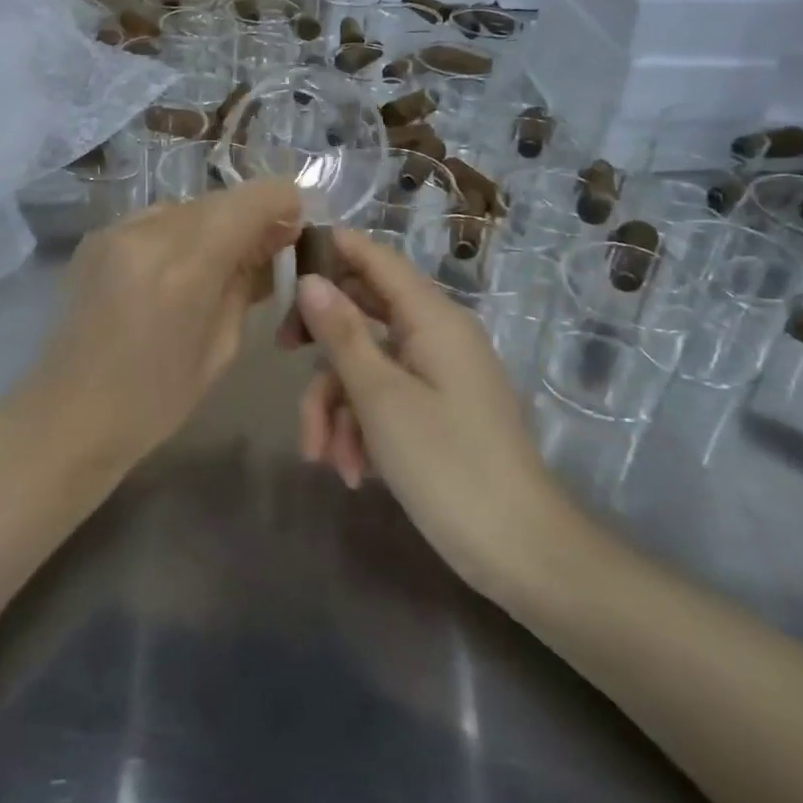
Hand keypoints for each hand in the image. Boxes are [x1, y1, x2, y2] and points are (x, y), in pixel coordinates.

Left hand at [39, 180, 301, 468]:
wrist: (67, 416)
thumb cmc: (154, 400)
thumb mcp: (221, 347)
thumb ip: (248, 284)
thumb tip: (271, 245)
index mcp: (186, 266)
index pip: (251, 199)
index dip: (283, 204)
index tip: (295, 229)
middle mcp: (149, 232)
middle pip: (220, 200)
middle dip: (250, 218)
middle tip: (265, 253)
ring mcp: (116, 230)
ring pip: (187, 207)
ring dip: (213, 226)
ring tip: (218, 266)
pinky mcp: (96, 237)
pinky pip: (156, 220)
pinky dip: (179, 235)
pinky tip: (176, 271)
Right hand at [284, 230, 591, 604]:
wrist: (521, 552)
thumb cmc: (447, 464)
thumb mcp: (380, 397)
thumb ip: (341, 333)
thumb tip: (310, 279)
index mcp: (431, 317)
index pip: (375, 258)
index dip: (331, 249)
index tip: (283, 262)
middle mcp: (436, 334)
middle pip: (364, 311)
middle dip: (322, 344)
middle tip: (281, 352)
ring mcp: (438, 373)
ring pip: (367, 363)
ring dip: (337, 405)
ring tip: (323, 457)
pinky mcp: (438, 409)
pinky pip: (386, 397)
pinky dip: (362, 427)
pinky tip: (352, 471)